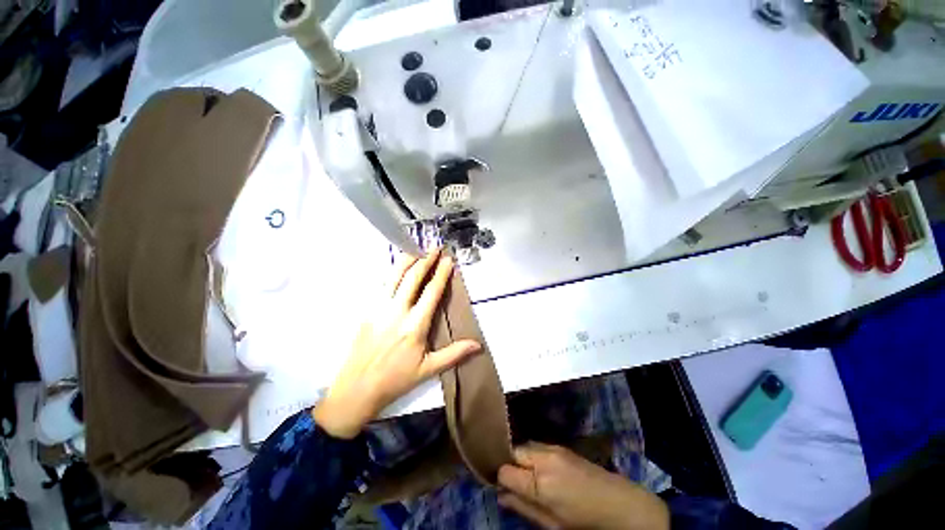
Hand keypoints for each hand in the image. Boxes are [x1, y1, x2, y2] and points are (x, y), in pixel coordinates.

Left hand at [313, 248, 481, 438]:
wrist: (356, 389)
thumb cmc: (395, 380)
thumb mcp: (428, 369)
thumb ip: (454, 354)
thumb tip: (478, 345)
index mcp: (415, 325)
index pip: (431, 292)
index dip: (441, 273)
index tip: (448, 260)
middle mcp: (397, 312)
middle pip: (412, 278)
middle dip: (425, 260)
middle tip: (434, 248)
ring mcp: (379, 308)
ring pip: (394, 277)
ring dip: (407, 261)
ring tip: (417, 250)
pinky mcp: (367, 310)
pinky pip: (381, 285)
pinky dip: (392, 272)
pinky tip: (397, 268)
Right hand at [498, 442, 669, 529]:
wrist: (619, 503)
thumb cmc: (584, 521)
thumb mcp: (552, 524)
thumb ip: (524, 508)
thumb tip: (500, 496)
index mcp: (541, 483)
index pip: (505, 471)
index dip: (499, 478)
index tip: (499, 486)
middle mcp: (543, 458)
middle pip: (513, 451)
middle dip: (508, 464)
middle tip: (512, 482)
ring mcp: (553, 448)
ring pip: (524, 446)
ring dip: (520, 458)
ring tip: (527, 476)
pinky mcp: (561, 446)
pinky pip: (537, 446)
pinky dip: (532, 455)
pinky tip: (540, 470)